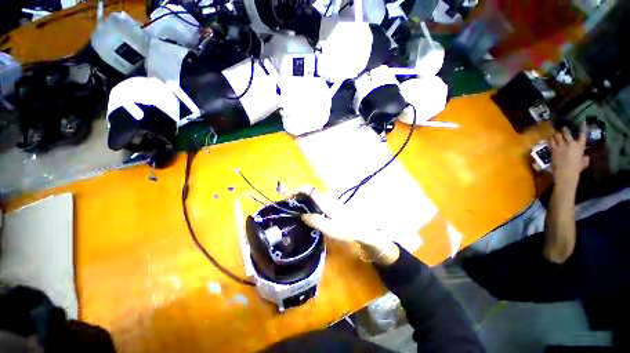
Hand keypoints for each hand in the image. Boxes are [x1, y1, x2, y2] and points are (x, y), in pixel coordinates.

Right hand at [287, 186, 399, 264]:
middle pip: (308, 191)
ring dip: (302, 199)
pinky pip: (316, 200)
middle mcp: (326, 197)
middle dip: (297, 195)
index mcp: (324, 201)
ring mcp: (329, 200)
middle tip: (288, 206)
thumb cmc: (346, 229)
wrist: (362, 228)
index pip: (308, 189)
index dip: (296, 190)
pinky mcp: (331, 204)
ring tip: (295, 210)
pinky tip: (307, 213)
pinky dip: (308, 203)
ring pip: (312, 195)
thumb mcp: (330, 228)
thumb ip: (315, 221)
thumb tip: (302, 215)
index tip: (287, 198)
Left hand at [549, 123, 589, 187]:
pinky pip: (551, 142)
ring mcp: (561, 146)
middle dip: (565, 130)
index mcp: (580, 146)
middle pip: (567, 133)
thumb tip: (585, 157)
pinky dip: (550, 139)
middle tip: (563, 128)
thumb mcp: (584, 162)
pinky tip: (549, 138)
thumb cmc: (577, 168)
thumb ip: (585, 158)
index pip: (583, 134)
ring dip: (556, 134)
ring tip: (554, 133)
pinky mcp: (554, 149)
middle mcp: (571, 143)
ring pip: (557, 136)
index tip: (583, 122)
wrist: (566, 171)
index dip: (583, 127)